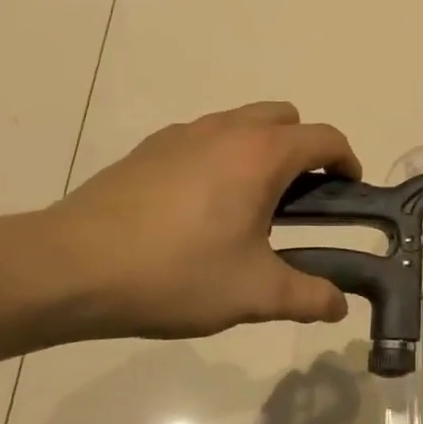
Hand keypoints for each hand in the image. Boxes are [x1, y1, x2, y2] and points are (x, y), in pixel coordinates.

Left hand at [35, 102, 360, 340]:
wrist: (71, 267)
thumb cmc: (175, 274)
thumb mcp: (253, 293)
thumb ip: (307, 297)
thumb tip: (339, 306)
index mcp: (261, 155)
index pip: (324, 138)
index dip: (347, 161)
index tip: (350, 190)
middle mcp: (225, 130)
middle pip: (284, 118)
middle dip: (304, 149)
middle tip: (301, 200)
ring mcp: (182, 134)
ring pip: (240, 123)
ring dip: (261, 151)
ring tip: (249, 207)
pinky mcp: (148, 149)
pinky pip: (203, 138)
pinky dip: (220, 157)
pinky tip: (199, 209)